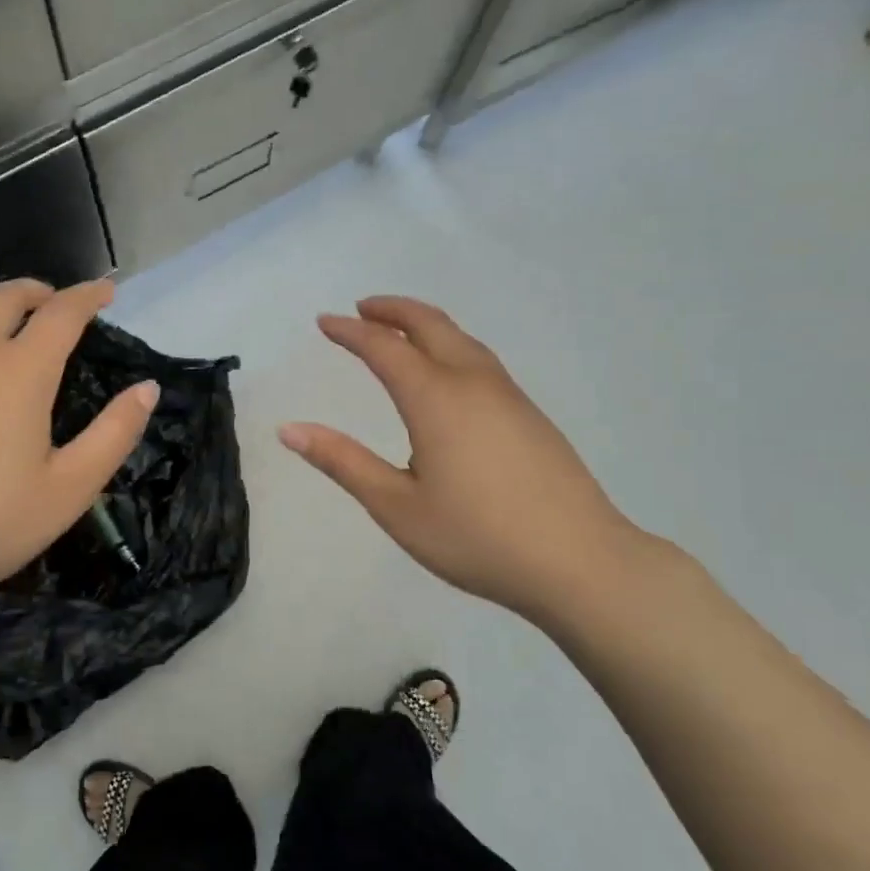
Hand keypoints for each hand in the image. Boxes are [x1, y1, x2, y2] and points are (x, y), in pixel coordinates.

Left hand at [0, 278, 156, 641]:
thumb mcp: (71, 488)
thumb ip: (116, 432)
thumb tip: (148, 388)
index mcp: (20, 371)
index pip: (62, 313)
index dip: (88, 296)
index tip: (106, 290)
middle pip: (5, 297)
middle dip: (37, 292)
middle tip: (54, 304)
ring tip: (4, 323)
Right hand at [279, 297, 652, 626]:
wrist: (580, 561)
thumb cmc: (476, 538)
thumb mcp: (396, 506)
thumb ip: (343, 462)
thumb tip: (289, 429)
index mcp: (436, 399)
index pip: (384, 347)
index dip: (351, 331)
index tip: (324, 322)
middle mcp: (473, 383)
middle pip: (430, 325)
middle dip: (392, 310)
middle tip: (361, 309)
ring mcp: (509, 396)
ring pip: (462, 339)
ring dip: (425, 325)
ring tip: (400, 332)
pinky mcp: (531, 415)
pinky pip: (481, 360)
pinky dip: (451, 346)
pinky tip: (448, 374)